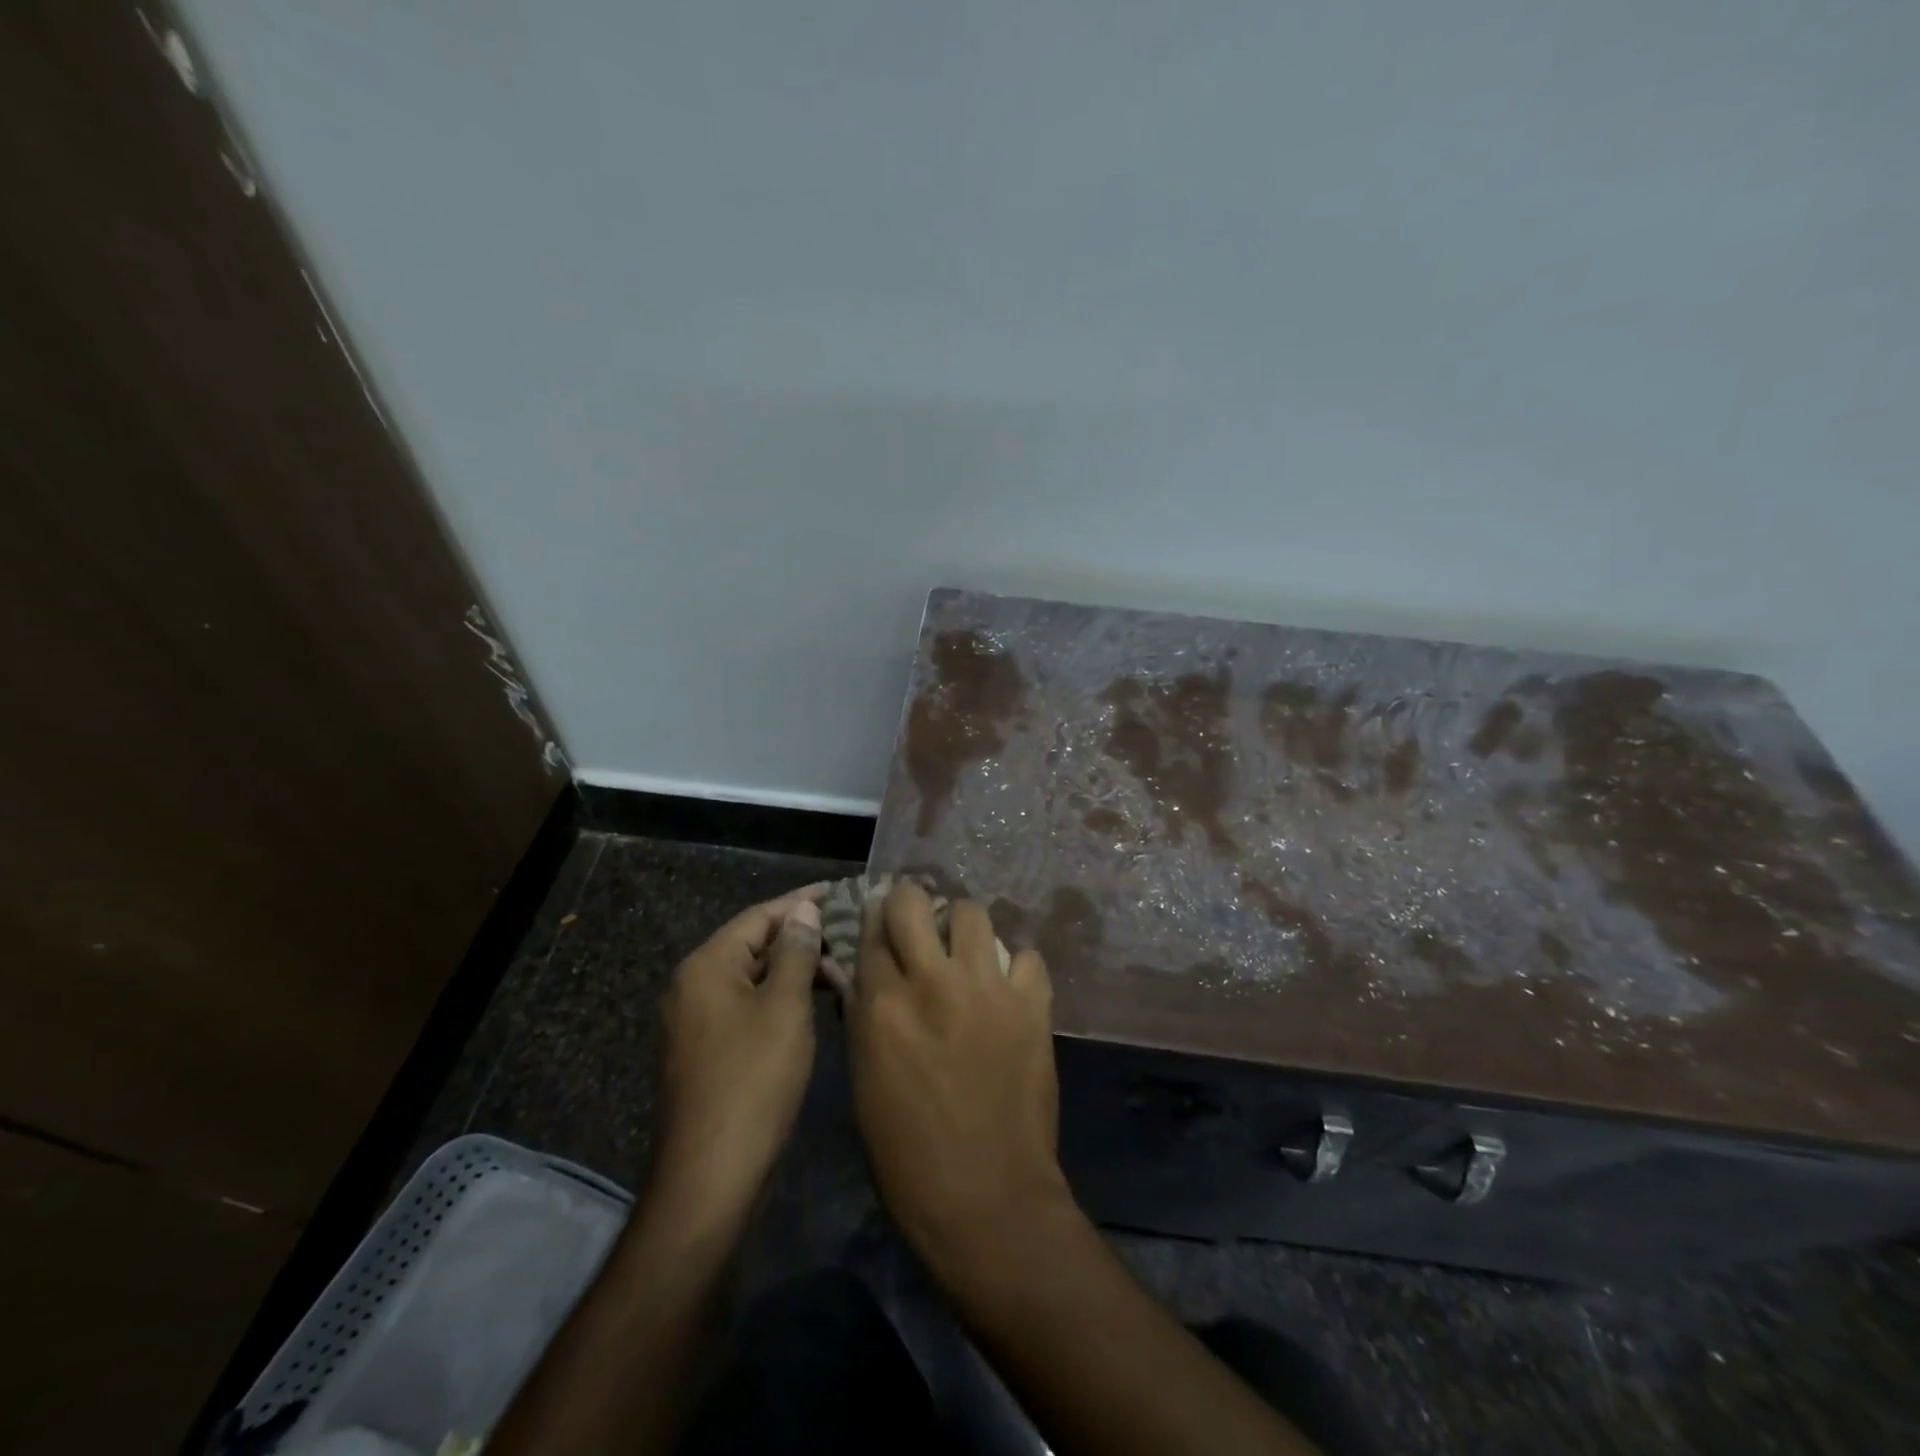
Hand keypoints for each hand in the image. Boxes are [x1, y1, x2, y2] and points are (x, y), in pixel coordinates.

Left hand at [654, 885, 825, 1215]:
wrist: (711, 1176)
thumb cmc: (753, 1081)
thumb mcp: (785, 1008)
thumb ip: (795, 952)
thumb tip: (804, 910)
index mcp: (706, 967)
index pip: (759, 916)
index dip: (801, 902)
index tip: (841, 891)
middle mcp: (692, 987)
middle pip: (752, 945)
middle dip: (800, 935)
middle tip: (849, 928)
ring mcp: (696, 1022)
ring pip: (752, 978)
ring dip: (793, 968)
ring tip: (841, 961)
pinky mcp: (706, 1052)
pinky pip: (746, 1007)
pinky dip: (779, 998)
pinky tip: (814, 1002)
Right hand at [847, 880, 1070, 1276]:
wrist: (988, 1199)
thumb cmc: (909, 1155)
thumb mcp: (865, 1082)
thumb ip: (866, 1017)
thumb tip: (867, 975)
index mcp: (882, 1006)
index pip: (871, 932)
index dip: (873, 923)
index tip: (880, 924)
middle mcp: (932, 982)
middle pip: (914, 902)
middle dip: (911, 903)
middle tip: (919, 921)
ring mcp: (987, 988)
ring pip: (973, 912)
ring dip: (964, 926)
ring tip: (967, 950)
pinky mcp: (1032, 1004)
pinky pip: (1026, 955)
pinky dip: (1016, 966)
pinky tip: (1009, 988)